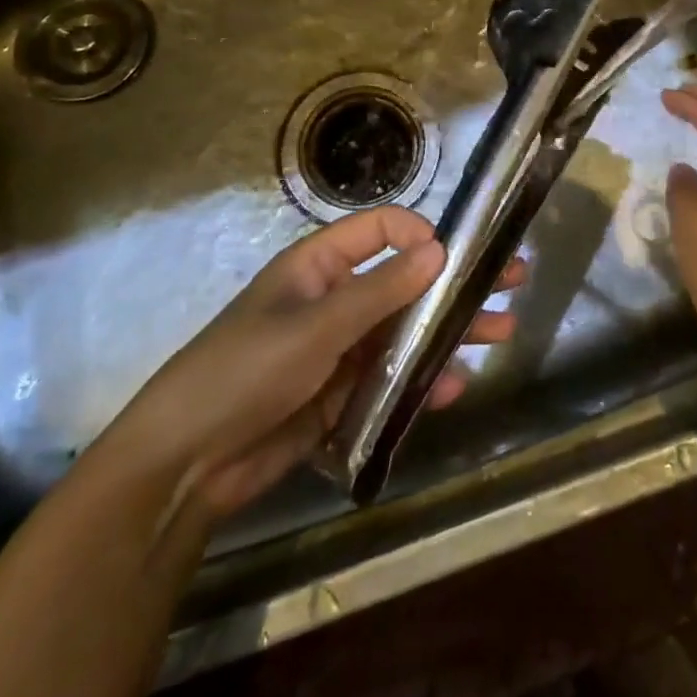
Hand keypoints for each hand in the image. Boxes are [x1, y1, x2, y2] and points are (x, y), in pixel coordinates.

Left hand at [100, 205, 519, 520]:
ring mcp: (340, 349)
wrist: (186, 466)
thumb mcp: (315, 326)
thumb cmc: (245, 371)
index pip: (380, 230)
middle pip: (404, 281)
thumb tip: (438, 248)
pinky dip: (422, 380)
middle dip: (454, 283)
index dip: (420, 234)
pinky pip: (391, 379)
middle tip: (510, 280)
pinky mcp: (342, 395)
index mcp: (319, 265)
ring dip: (449, 332)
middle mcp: (335, 299)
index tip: (458, 255)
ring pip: (405, 331)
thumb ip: (379, 290)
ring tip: (501, 331)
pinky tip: (455, 387)